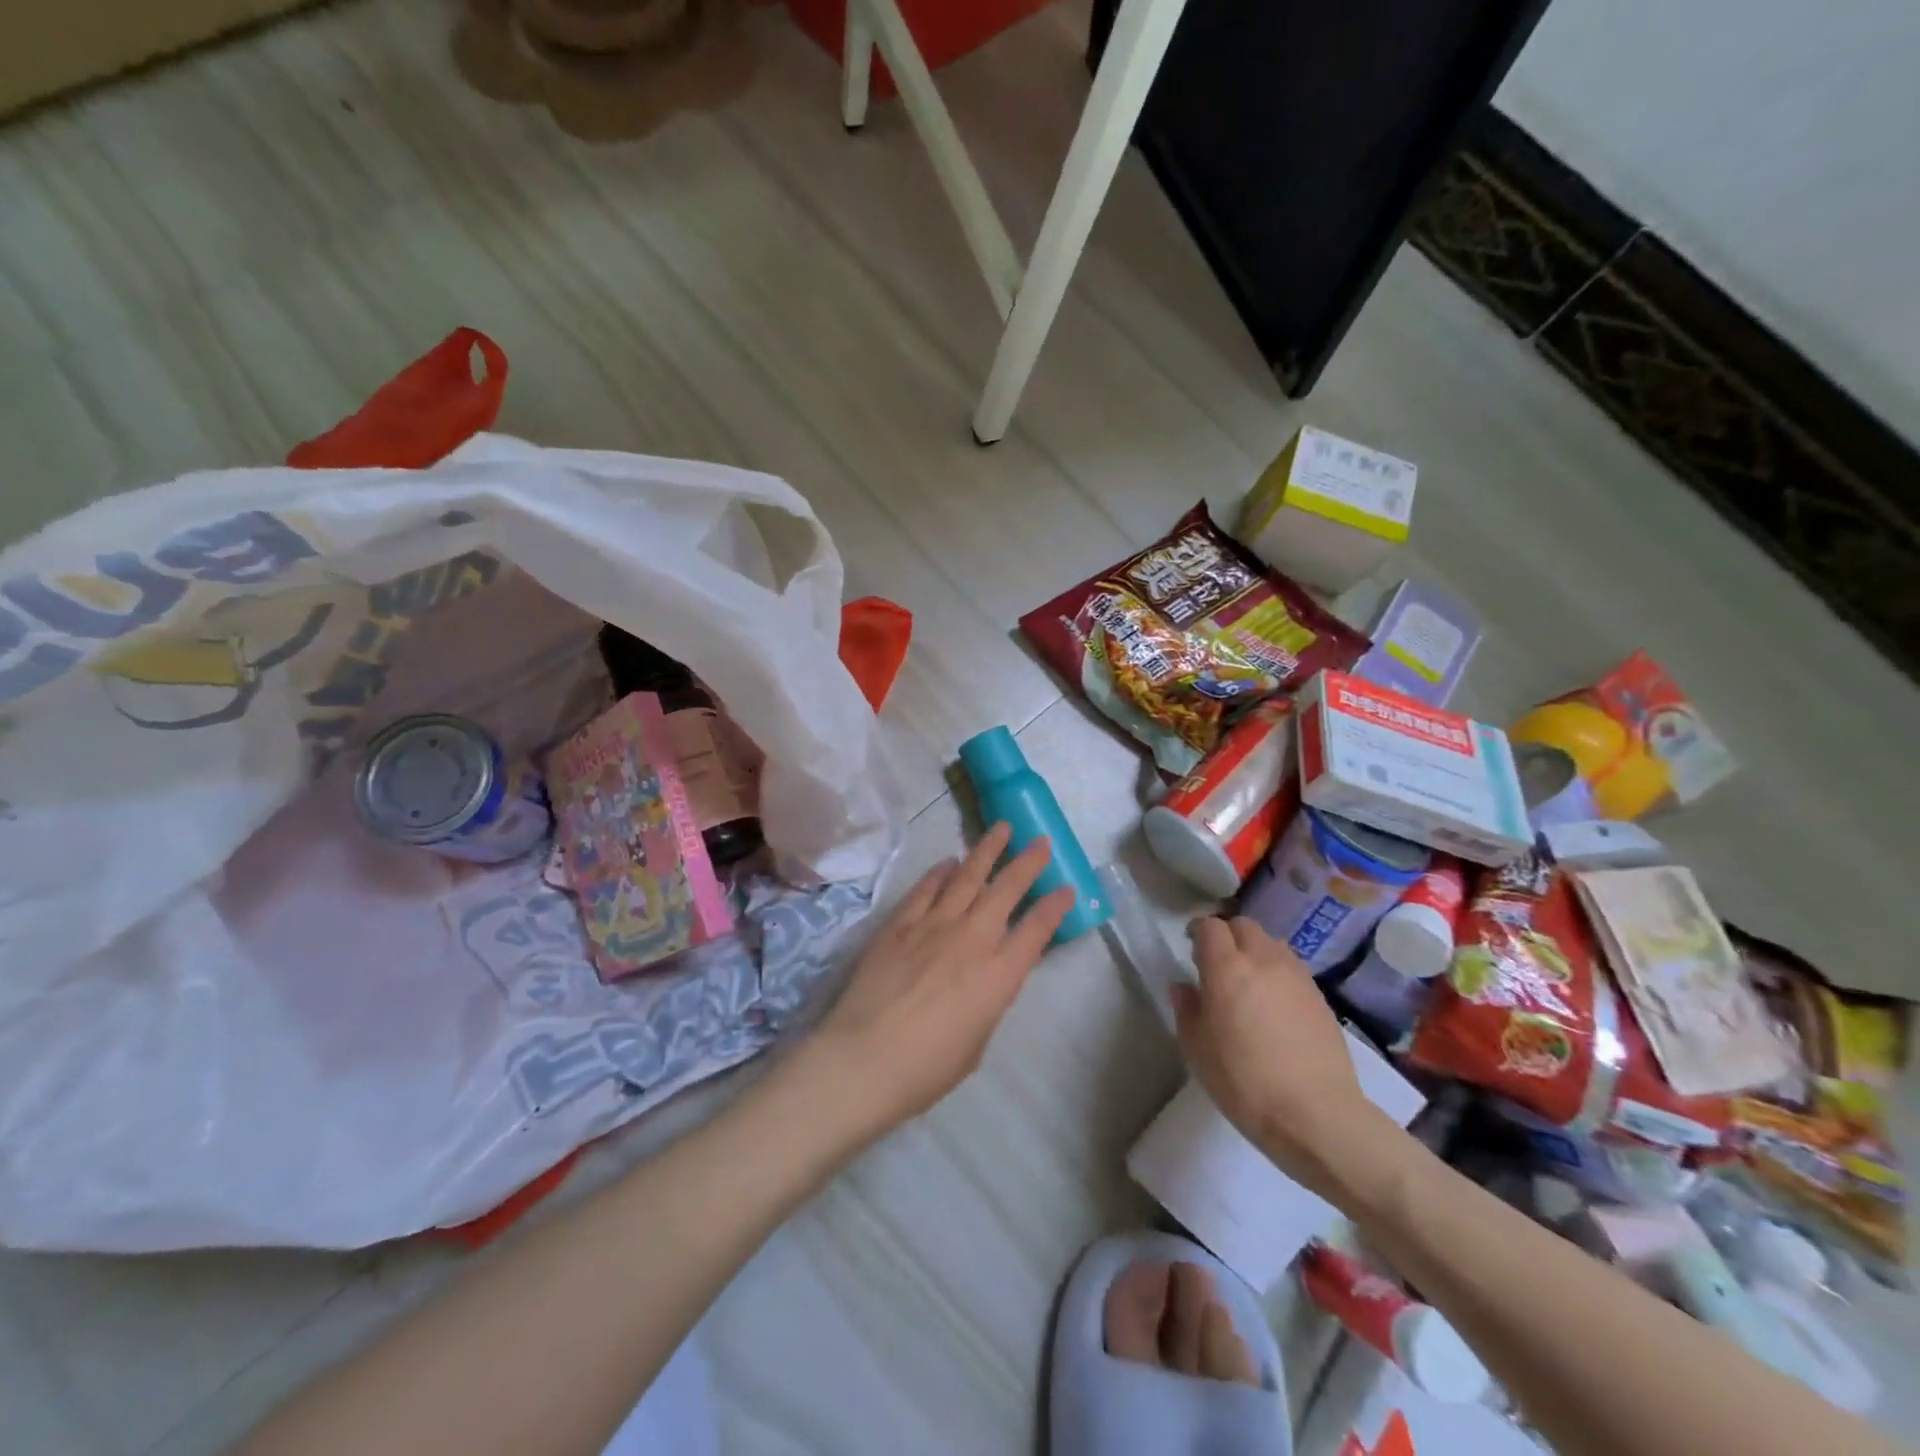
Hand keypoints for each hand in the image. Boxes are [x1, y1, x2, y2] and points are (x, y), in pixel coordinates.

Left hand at [797, 823, 1074, 1147]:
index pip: (1037, 929)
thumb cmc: (926, 1068)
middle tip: (1040, 841)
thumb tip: (984, 978)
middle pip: (1006, 889)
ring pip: (967, 876)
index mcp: (999, 975)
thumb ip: (987, 1000)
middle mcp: (972, 939)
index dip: (1055, 906)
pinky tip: (949, 861)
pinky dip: (940, 872)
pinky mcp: (900, 923)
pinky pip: (926, 888)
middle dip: (1028, 862)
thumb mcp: (976, 1041)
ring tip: (1001, 829)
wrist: (863, 1058)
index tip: (1067, 888)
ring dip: (987, 850)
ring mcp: (933, 925)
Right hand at [1173, 916, 1408, 1207]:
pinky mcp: (1320, 997)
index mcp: (1227, 968)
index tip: (1190, 946)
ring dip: (1254, 950)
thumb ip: (1187, 1009)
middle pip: (1243, 926)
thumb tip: (1185, 987)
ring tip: (1248, 980)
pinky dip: (1277, 971)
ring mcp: (1297, 976)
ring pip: (1271, 943)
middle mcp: (1263, 960)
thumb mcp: (1197, 1050)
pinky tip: (1274, 1002)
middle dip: (1227, 935)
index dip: (1197, 931)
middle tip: (1217, 962)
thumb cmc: (1245, 1082)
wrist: (1317, 1115)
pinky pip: (1292, 967)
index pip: (1210, 926)